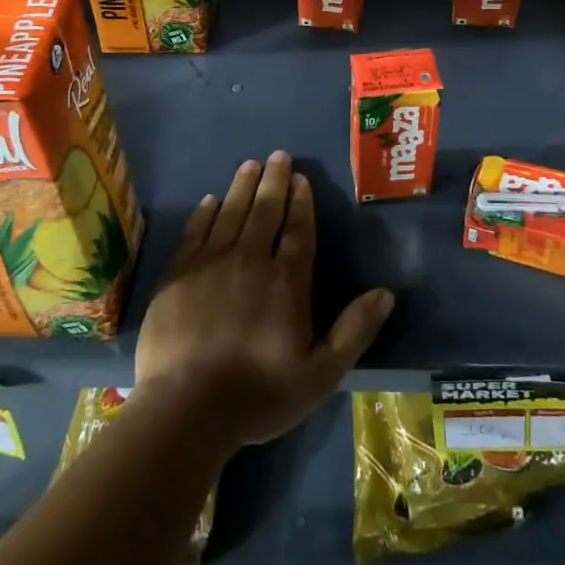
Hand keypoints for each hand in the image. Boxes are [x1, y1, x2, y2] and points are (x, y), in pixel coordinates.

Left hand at [134, 151, 394, 451]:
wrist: (185, 409)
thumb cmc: (257, 395)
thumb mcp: (319, 375)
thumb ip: (353, 331)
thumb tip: (386, 293)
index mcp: (286, 281)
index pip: (298, 230)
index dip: (301, 202)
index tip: (301, 178)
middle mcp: (250, 260)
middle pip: (265, 211)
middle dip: (274, 181)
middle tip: (278, 155)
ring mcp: (210, 264)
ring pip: (231, 213)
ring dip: (242, 187)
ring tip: (250, 164)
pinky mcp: (177, 275)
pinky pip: (195, 232)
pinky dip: (204, 214)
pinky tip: (210, 200)